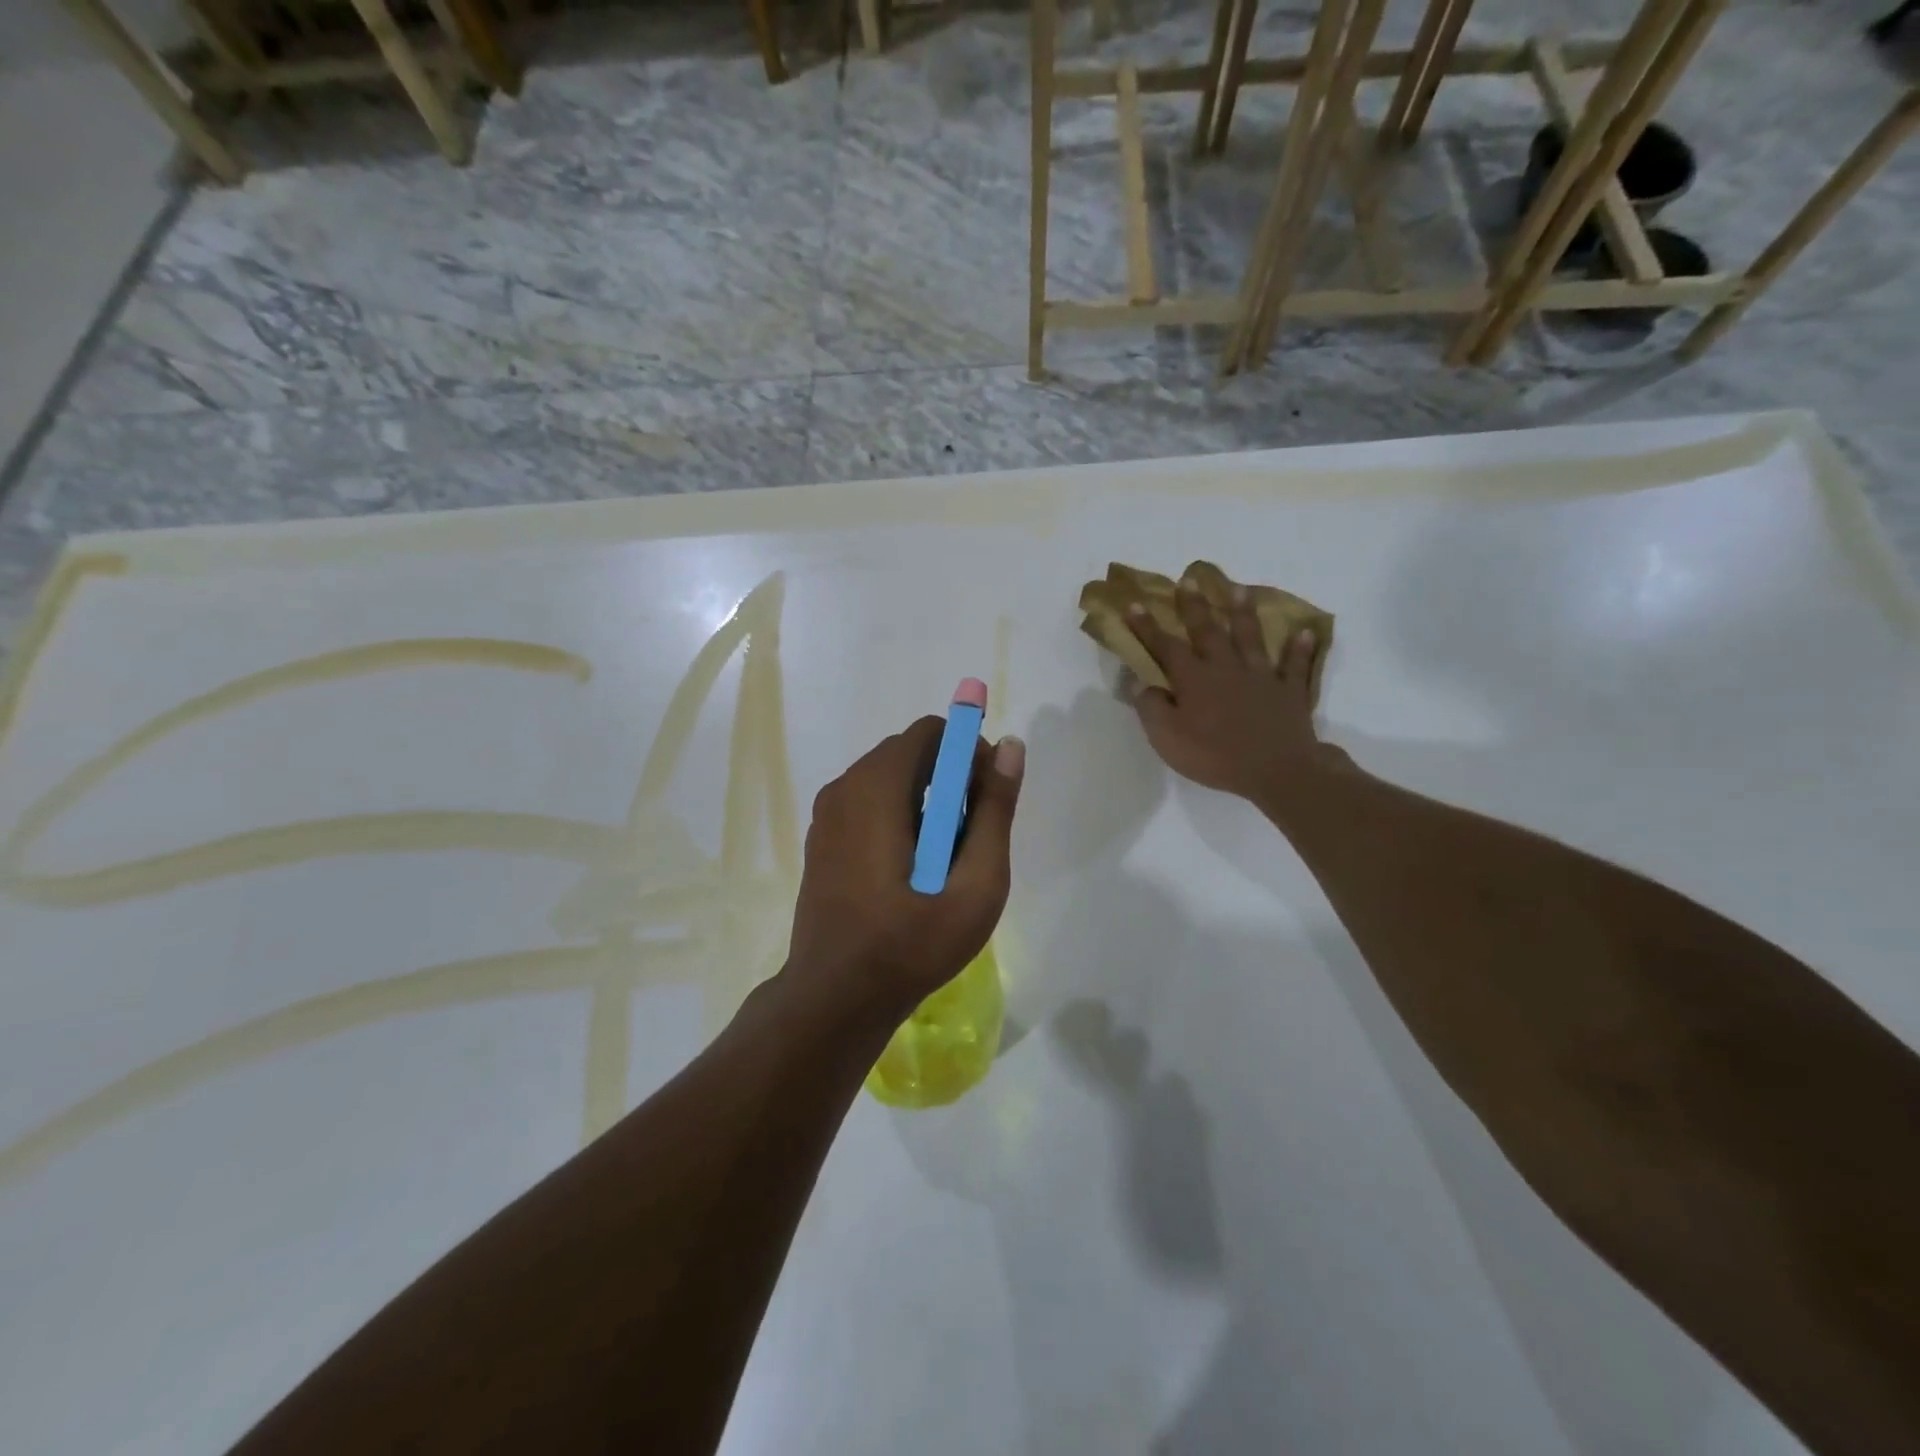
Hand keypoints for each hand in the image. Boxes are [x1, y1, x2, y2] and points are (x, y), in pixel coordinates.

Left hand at [785, 717, 1024, 1028]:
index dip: (968, 750)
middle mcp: (844, 788)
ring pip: (889, 779)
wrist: (836, 998)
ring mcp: (827, 814)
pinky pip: (869, 803)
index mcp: (876, 788)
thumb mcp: (975, 884)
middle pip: (909, 752)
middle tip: (973, 833)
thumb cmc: (911, 944)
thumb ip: (994, 811)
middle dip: (950, 777)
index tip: (987, 796)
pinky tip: (913, 869)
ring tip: (946, 858)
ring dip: (927, 799)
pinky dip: (900, 816)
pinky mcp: (822, 839)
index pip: (930, 732)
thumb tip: (1009, 747)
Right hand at [1127, 577, 1335, 805]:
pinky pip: (1296, 666)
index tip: (1133, 603)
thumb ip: (1151, 706)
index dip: (1147, 626)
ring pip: (1251, 638)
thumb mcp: (1167, 737)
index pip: (1165, 647)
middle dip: (1195, 606)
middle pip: (1208, 631)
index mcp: (1193, 679)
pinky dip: (1300, 649)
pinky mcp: (1290, 692)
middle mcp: (1226, 668)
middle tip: (1189, 580)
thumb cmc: (1214, 756)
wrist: (1276, 770)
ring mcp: (1261, 676)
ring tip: (1239, 590)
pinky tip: (1306, 632)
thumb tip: (1139, 681)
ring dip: (1244, 613)